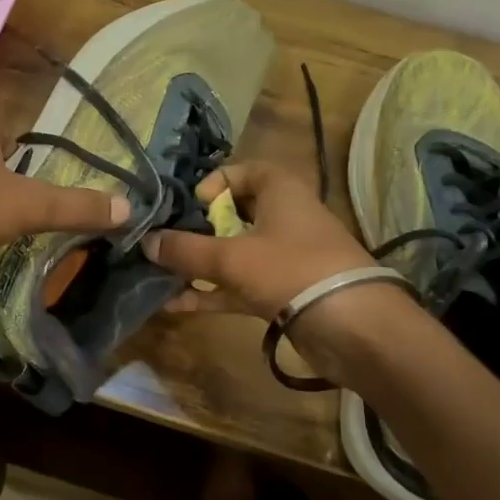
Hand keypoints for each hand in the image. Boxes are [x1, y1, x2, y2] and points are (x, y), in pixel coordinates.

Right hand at [138, 161, 375, 318]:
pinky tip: (175, 304)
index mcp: (280, 191)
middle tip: (167, 242)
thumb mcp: (231, 257)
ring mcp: (283, 257)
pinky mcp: (283, 290)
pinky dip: (211, 292)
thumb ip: (184, 250)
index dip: (212, 185)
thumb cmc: (291, 271)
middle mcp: (283, 217)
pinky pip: (239, 285)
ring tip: (160, 274)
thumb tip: (145, 241)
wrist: (354, 328)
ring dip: (199, 264)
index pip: (241, 171)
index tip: (190, 207)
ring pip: (233, 253)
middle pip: (232, 214)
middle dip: (196, 229)